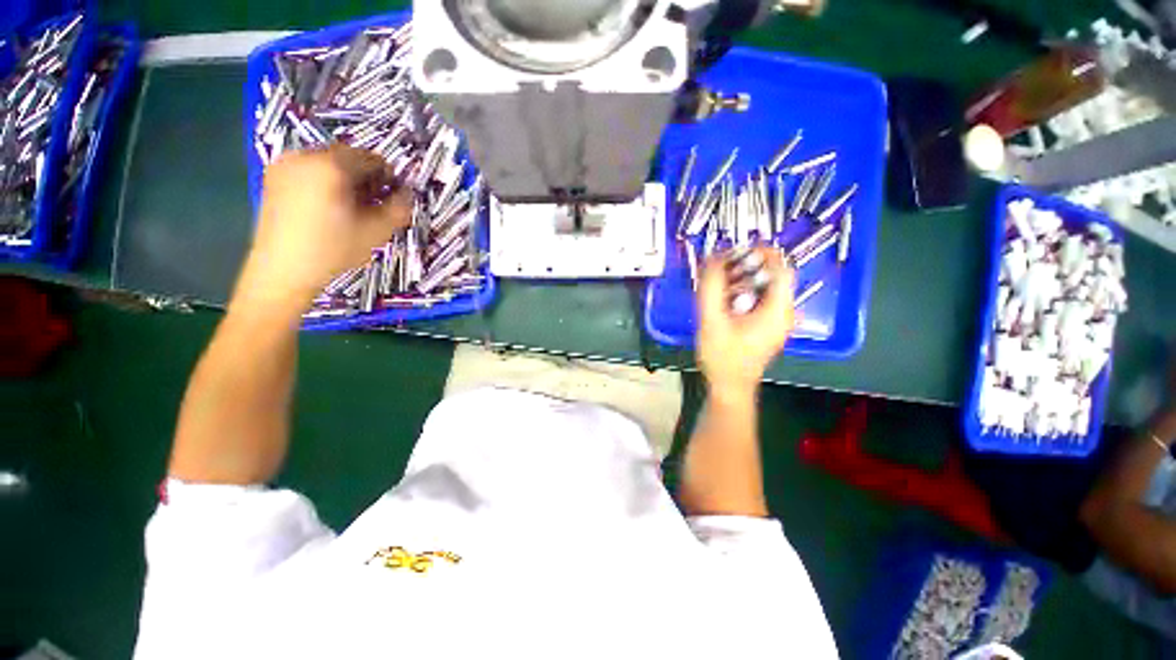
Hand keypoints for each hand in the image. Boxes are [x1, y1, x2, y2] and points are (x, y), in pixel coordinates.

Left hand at [234, 145, 410, 313]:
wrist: (284, 269)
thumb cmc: (334, 250)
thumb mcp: (377, 231)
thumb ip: (399, 208)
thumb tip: (407, 193)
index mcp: (331, 166)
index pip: (372, 158)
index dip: (388, 177)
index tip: (391, 198)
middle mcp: (305, 156)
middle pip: (349, 156)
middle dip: (365, 177)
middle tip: (372, 204)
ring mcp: (286, 164)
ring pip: (329, 162)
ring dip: (346, 179)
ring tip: (349, 207)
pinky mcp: (274, 176)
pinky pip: (310, 169)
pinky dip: (325, 181)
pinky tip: (328, 206)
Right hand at [696, 248, 795, 398]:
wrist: (729, 386)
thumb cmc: (722, 357)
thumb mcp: (711, 320)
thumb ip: (711, 288)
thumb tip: (711, 258)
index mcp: (777, 310)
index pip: (781, 269)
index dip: (763, 253)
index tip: (739, 249)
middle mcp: (783, 312)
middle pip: (774, 276)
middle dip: (750, 265)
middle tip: (725, 265)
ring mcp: (777, 320)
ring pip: (767, 287)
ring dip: (745, 277)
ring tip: (722, 279)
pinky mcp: (768, 325)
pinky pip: (761, 298)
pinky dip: (745, 291)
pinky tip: (726, 297)